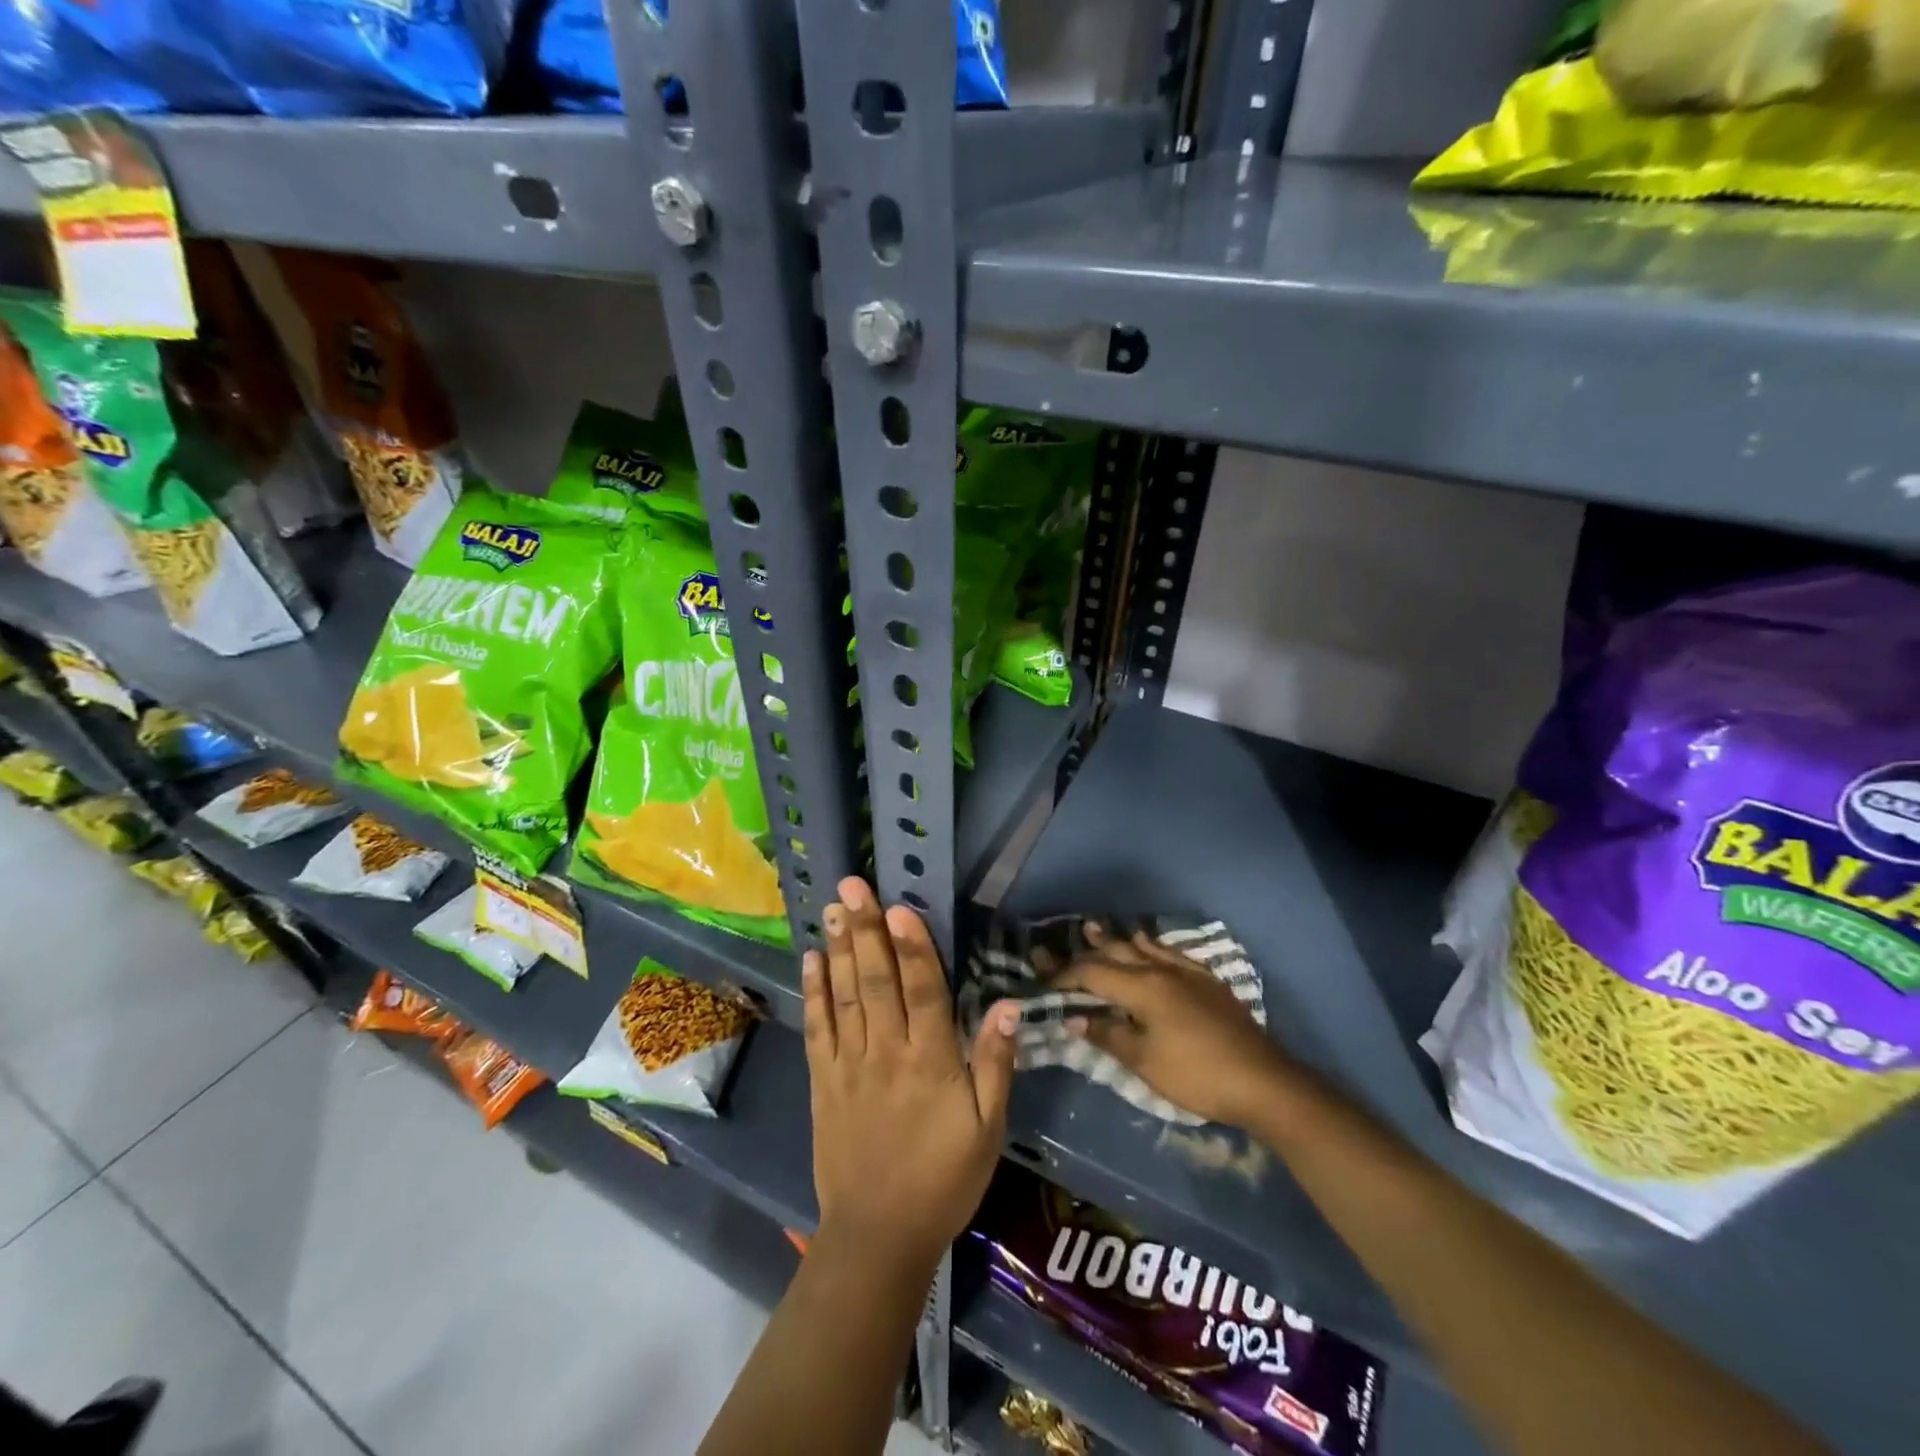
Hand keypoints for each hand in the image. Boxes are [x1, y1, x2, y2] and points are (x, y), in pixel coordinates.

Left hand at [803, 877, 1018, 1272]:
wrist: (879, 1236)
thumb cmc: (944, 1178)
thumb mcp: (988, 1129)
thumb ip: (995, 1064)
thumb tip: (1010, 1006)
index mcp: (930, 1061)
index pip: (923, 991)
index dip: (912, 946)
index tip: (899, 905)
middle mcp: (886, 1052)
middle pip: (876, 982)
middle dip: (864, 930)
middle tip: (852, 885)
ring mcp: (849, 1065)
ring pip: (844, 996)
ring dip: (838, 949)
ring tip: (832, 908)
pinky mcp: (823, 1082)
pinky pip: (817, 1029)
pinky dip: (813, 992)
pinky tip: (811, 959)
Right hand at [1054, 922, 1292, 1127]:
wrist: (1262, 1081)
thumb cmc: (1196, 1074)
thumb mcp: (1144, 1061)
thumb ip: (1108, 1034)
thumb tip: (1075, 1017)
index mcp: (1142, 987)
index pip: (1093, 973)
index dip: (1065, 976)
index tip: (1044, 981)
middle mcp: (1161, 969)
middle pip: (1116, 952)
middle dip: (1086, 951)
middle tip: (1060, 949)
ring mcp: (1187, 972)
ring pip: (1144, 946)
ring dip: (1116, 939)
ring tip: (1094, 928)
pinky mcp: (1207, 981)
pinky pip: (1170, 952)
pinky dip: (1150, 946)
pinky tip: (1149, 946)